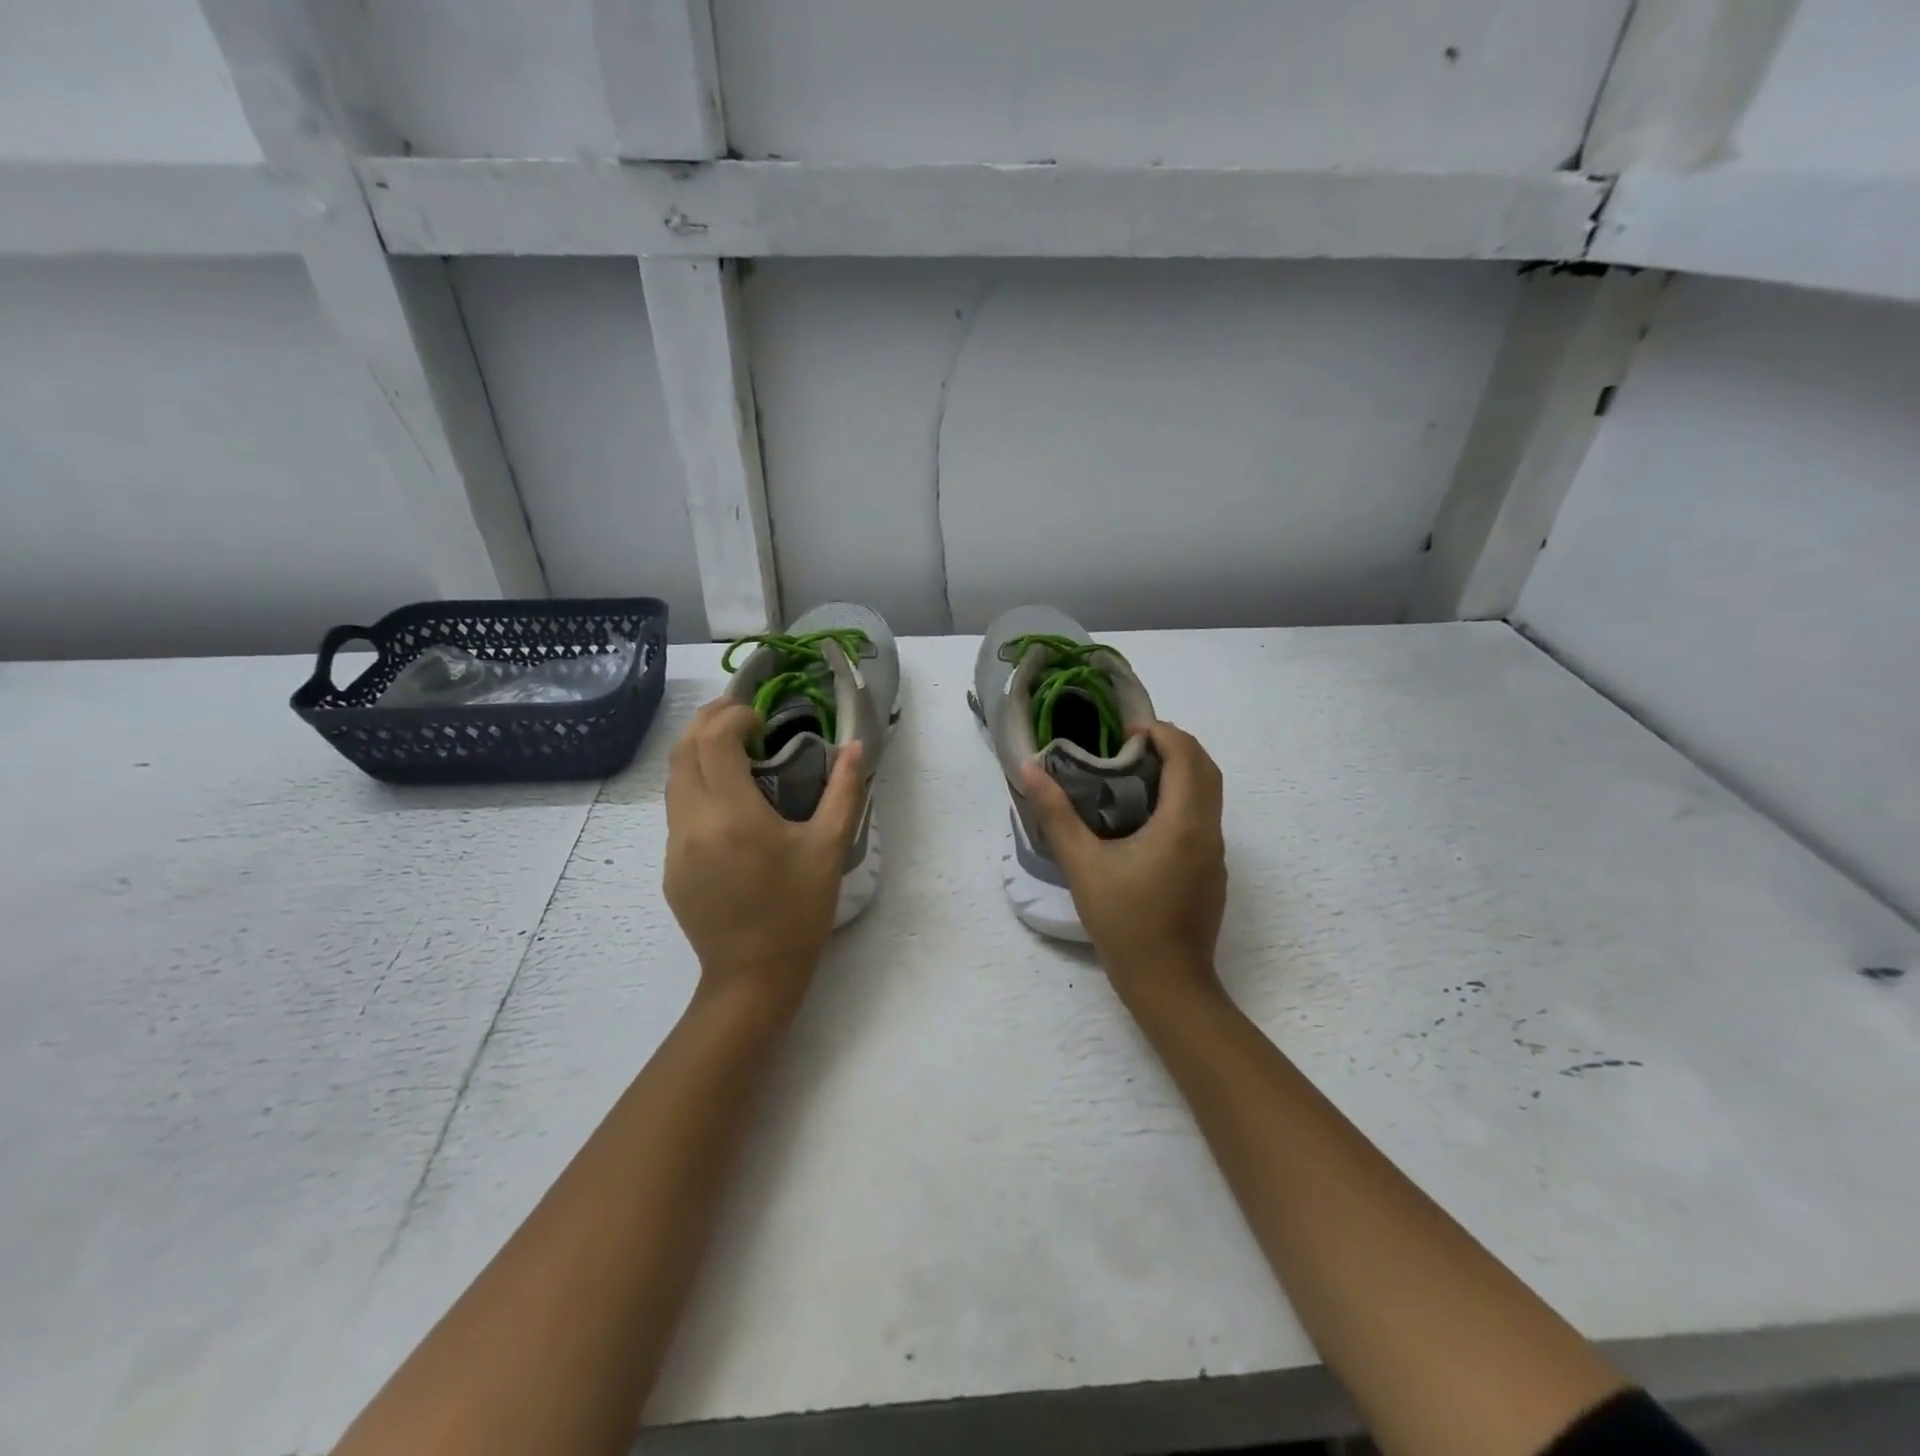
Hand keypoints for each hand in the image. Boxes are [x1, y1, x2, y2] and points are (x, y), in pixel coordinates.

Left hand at [664, 700, 866, 1008]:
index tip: (761, 719)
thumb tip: (854, 746)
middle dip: (709, 722)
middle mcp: (693, 822)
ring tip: (731, 749)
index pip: (714, 740)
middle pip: (683, 750)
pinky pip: (676, 810)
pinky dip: (694, 785)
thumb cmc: (797, 911)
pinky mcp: (670, 867)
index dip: (733, 716)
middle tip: (742, 717)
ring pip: (673, 779)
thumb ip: (844, 791)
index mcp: (732, 814)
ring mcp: (674, 846)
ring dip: (697, 752)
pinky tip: (725, 800)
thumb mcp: (829, 849)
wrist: (752, 977)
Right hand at [1022, 720, 1227, 1009]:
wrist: (1168, 984)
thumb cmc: (1124, 922)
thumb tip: (1030, 770)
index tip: (1125, 731)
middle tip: (1131, 744)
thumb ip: (1056, 813)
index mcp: (1183, 822)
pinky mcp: (1213, 871)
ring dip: (1182, 771)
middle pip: (1205, 768)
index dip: (1161, 732)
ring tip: (1137, 772)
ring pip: (1210, 793)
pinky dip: (1184, 798)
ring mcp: (1216, 853)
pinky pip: (1205, 817)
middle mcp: (1208, 831)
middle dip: (1174, 745)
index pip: (1186, 755)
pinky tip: (1148, 817)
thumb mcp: (1082, 865)